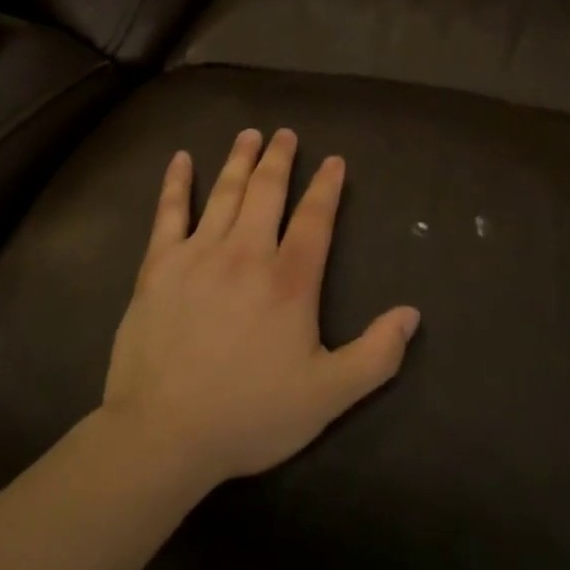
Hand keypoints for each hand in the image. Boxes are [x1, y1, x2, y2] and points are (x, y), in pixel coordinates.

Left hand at [101, 128, 421, 487]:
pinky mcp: (158, 266)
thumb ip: (375, 355)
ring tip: (250, 134)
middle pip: (267, 192)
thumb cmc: (249, 414)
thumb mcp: (327, 396)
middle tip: (286, 134)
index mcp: (289, 281)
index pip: (314, 219)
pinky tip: (181, 159)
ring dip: (239, 160)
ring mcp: (198, 255)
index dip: (327, 187)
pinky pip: (168, 213)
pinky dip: (176, 183)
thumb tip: (412, 314)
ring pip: (224, 193)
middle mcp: (246, 253)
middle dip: (280, 159)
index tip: (334, 160)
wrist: (163, 435)